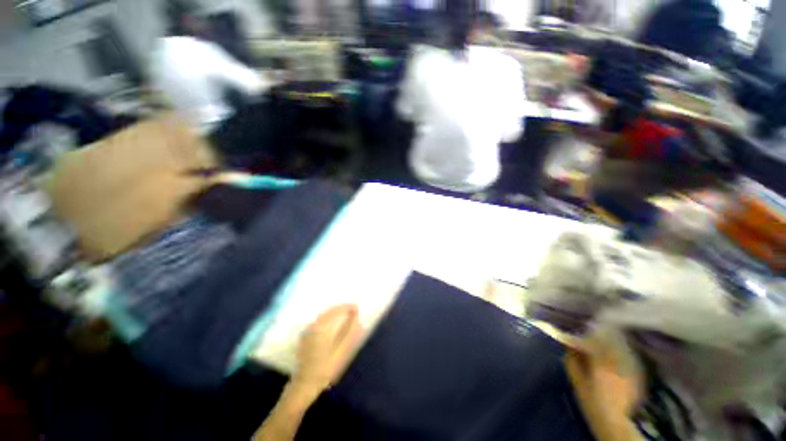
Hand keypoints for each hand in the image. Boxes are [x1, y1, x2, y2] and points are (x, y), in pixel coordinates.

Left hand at [292, 305, 361, 396]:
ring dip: (335, 312)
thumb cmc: (324, 369)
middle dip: (342, 308)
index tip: (357, 307)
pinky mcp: (305, 334)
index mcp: (321, 328)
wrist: (304, 384)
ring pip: (324, 314)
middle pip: (329, 311)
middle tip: (353, 309)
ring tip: (346, 313)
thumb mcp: (340, 351)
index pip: (336, 311)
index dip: (347, 307)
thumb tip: (355, 316)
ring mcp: (308, 329)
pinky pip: (319, 320)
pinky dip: (328, 317)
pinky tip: (334, 321)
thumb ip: (348, 331)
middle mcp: (313, 325)